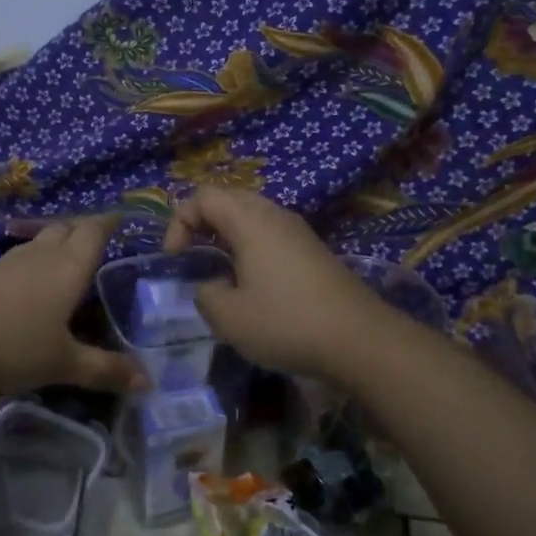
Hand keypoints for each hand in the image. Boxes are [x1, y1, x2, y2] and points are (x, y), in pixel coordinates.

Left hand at [0, 215, 143, 396]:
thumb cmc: (7, 345)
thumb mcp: (61, 364)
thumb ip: (104, 370)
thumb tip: (149, 381)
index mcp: (66, 268)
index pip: (93, 232)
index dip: (108, 224)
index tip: (119, 220)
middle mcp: (36, 257)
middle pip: (63, 230)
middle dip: (80, 230)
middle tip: (94, 242)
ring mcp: (0, 263)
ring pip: (34, 246)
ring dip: (50, 248)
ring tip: (60, 264)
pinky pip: (9, 264)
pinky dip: (23, 269)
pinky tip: (17, 292)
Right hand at [161, 187, 387, 377]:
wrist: (360, 339)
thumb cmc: (287, 322)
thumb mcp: (229, 317)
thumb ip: (205, 294)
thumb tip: (210, 285)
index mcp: (249, 221)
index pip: (202, 196)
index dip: (179, 222)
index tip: (176, 259)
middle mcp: (274, 215)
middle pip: (228, 199)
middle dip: (202, 224)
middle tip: (194, 258)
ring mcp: (298, 231)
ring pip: (252, 216)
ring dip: (228, 236)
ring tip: (221, 272)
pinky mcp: (313, 250)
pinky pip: (271, 234)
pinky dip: (251, 247)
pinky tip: (254, 284)